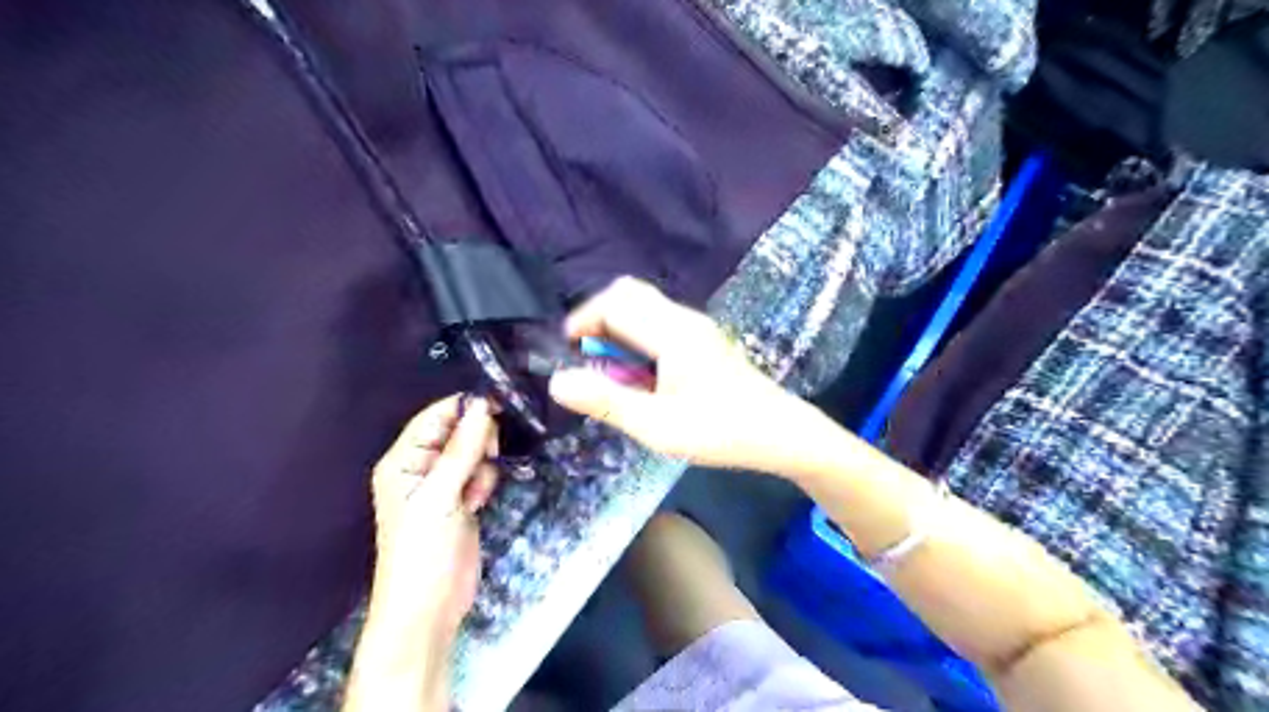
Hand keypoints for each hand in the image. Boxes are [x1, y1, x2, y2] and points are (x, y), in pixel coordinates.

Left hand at [368, 394, 495, 638]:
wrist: (429, 609)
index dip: (465, 408)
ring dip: (482, 465)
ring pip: (473, 452)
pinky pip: (480, 473)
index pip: (435, 416)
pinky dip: (485, 481)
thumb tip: (482, 406)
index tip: (499, 405)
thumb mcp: (439, 497)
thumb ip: (461, 450)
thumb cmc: (422, 551)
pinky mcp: (461, 499)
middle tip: (489, 456)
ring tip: (476, 492)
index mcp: (403, 460)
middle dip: (477, 440)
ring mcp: (443, 484)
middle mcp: (421, 466)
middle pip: (458, 430)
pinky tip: (478, 502)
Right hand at [550, 278, 817, 473]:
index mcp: (672, 332)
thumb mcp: (657, 425)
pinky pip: (660, 322)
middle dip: (599, 317)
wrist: (780, 433)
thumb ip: (606, 401)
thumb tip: (558, 381)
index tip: (567, 350)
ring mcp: (698, 327)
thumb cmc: (720, 431)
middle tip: (588, 356)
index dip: (583, 319)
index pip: (615, 302)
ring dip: (619, 328)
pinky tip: (641, 374)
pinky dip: (637, 336)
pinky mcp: (704, 340)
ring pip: (645, 307)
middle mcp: (684, 319)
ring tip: (611, 370)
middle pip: (630, 294)